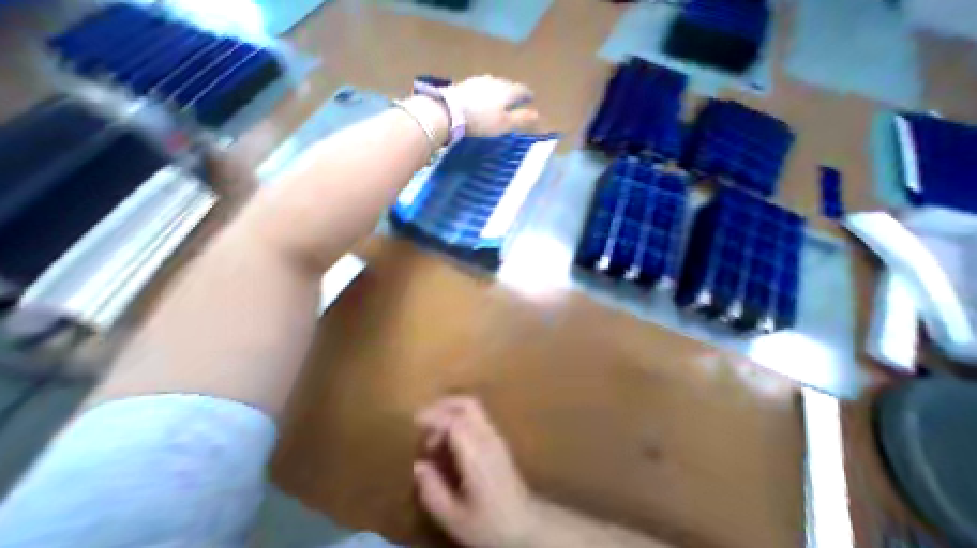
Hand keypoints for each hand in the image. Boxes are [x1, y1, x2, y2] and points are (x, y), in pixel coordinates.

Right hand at [408, 397, 537, 546]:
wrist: (525, 524)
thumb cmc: (490, 525)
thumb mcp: (455, 519)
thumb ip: (433, 492)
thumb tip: (418, 465)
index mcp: (476, 454)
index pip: (455, 421)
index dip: (435, 416)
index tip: (416, 421)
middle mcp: (487, 437)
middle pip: (467, 404)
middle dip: (443, 404)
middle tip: (424, 418)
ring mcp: (494, 435)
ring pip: (473, 407)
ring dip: (451, 411)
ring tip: (434, 436)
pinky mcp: (497, 438)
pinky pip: (477, 417)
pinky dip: (459, 418)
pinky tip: (450, 439)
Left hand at [445, 75, 537, 137]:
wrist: (451, 112)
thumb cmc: (482, 121)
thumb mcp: (504, 124)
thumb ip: (521, 119)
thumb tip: (538, 115)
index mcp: (507, 91)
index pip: (522, 90)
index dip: (527, 95)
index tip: (531, 98)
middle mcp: (495, 81)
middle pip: (508, 85)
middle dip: (513, 92)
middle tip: (515, 99)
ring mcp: (479, 81)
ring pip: (494, 84)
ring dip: (499, 91)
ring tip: (499, 98)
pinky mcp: (466, 84)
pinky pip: (481, 87)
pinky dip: (486, 92)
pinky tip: (481, 98)